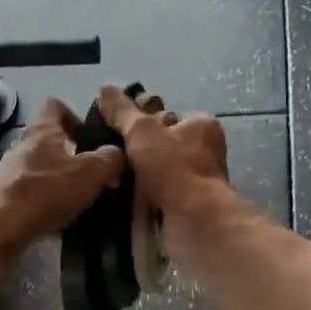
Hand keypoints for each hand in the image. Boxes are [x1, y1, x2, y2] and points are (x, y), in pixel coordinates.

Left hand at [0, 99, 124, 258]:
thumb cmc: (45, 192)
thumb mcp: (90, 173)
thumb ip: (110, 159)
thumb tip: (119, 153)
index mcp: (42, 130)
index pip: (56, 106)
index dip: (76, 116)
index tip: (93, 135)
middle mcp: (22, 145)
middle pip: (50, 140)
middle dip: (74, 153)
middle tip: (96, 172)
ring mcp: (9, 171)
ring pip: (42, 167)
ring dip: (61, 179)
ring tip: (82, 197)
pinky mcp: (3, 196)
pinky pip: (32, 192)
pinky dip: (47, 200)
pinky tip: (61, 218)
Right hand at [95, 86, 233, 252]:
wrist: (193, 220)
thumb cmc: (173, 167)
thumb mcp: (141, 131)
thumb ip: (122, 112)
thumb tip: (105, 89)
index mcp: (202, 125)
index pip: (166, 116)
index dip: (141, 122)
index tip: (118, 132)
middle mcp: (205, 150)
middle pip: (161, 144)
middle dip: (138, 152)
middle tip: (112, 157)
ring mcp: (199, 180)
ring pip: (159, 172)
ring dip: (138, 177)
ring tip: (111, 179)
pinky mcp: (190, 205)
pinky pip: (160, 195)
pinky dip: (144, 198)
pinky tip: (124, 200)